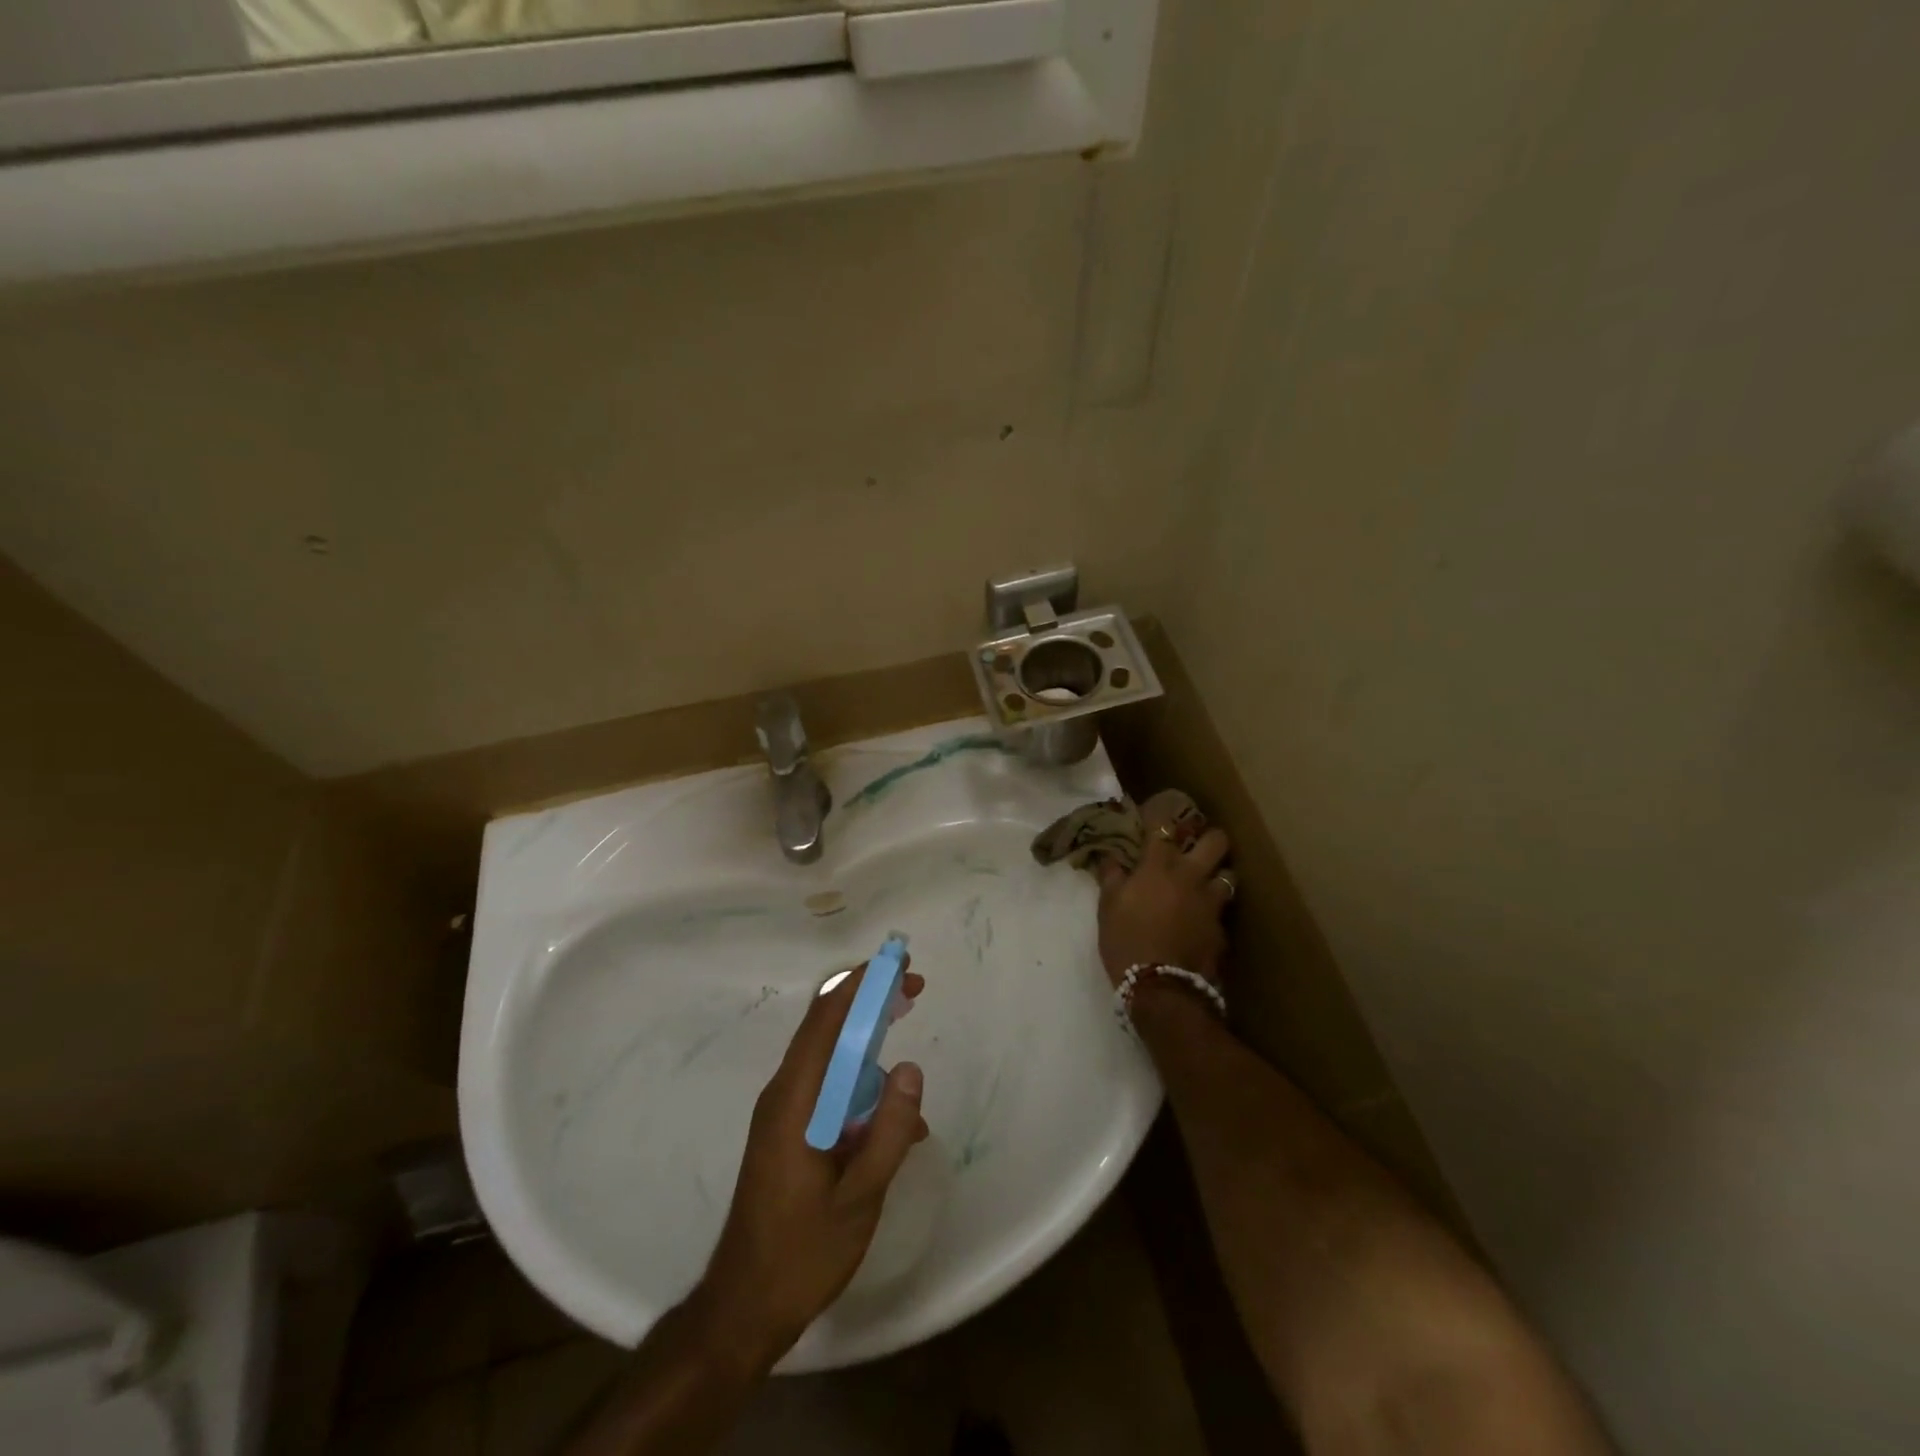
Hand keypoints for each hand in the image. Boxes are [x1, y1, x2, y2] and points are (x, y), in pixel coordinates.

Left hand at [693, 962, 928, 1370]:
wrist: (743, 1309)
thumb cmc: (801, 1254)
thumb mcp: (859, 1198)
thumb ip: (889, 1132)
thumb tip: (910, 1068)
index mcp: (795, 1099)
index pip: (826, 1018)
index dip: (862, 984)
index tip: (899, 967)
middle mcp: (784, 1094)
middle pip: (827, 1027)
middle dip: (870, 1002)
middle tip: (914, 991)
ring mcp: (784, 1113)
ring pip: (830, 1058)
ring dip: (869, 1047)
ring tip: (908, 1068)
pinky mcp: (789, 1132)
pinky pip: (829, 1091)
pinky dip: (862, 1089)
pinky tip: (896, 1126)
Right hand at [1095, 802, 1232, 987]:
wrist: (1161, 987)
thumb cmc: (1125, 940)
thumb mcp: (1108, 907)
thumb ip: (1112, 877)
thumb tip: (1110, 857)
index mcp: (1159, 866)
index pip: (1164, 826)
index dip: (1161, 816)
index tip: (1156, 813)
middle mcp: (1191, 876)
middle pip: (1216, 841)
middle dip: (1208, 837)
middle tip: (1196, 845)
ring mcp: (1211, 903)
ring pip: (1229, 874)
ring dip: (1218, 873)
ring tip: (1207, 881)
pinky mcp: (1221, 929)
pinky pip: (1223, 910)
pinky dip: (1214, 910)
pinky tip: (1203, 919)